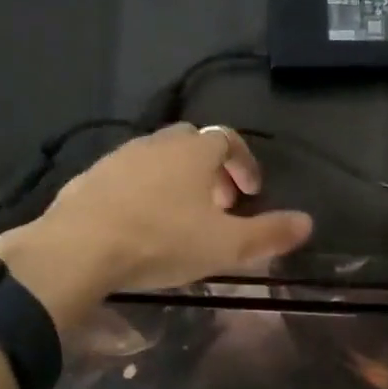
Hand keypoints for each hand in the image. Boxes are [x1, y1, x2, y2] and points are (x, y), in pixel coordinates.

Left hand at [0, 124, 313, 325]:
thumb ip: (270, 234)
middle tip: (218, 204)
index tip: (251, 193)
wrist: (79, 248)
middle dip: (210, 169)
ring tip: (180, 216)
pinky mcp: (89, 178)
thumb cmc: (162, 240)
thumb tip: (308, 223)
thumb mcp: (226, 246)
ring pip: (156, 158)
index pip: (229, 140)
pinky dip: (142, 191)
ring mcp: (118, 157)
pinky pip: (126, 176)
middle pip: (192, 143)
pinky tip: (138, 223)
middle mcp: (156, 144)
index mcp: (193, 151)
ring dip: (175, 179)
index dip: (245, 164)